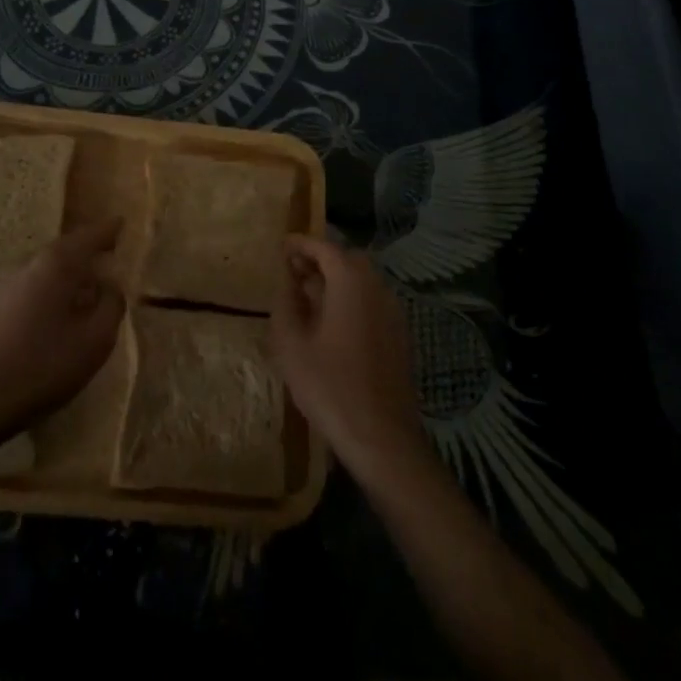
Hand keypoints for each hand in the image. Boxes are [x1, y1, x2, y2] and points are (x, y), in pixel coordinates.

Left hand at [0, 219, 125, 443]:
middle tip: (109, 251)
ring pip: (47, 270)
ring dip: (70, 272)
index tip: (121, 222)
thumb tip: (111, 286)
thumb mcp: (95, 340)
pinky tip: (60, 312)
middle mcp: (30, 266)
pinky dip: (53, 290)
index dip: (108, 230)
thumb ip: (111, 306)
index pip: (88, 237)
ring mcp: (7, 287)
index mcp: (56, 265)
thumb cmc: (44, 365)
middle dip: (87, 249)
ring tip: (88, 285)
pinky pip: (34, 288)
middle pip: (65, 249)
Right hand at [272, 233, 433, 481]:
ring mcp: (393, 312)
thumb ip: (286, 303)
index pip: (326, 248)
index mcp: (351, 283)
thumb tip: (287, 280)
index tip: (281, 246)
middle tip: (292, 271)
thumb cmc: (330, 387)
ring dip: (335, 280)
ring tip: (307, 297)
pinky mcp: (399, 335)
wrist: (382, 437)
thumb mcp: (292, 345)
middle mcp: (377, 288)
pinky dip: (350, 299)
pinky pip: (371, 302)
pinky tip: (331, 324)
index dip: (302, 244)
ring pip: (362, 282)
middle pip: (348, 260)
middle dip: (319, 260)